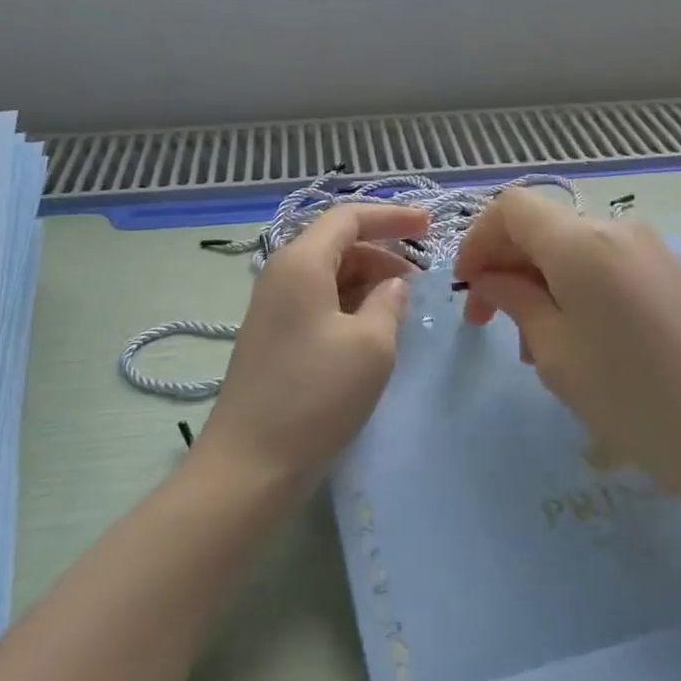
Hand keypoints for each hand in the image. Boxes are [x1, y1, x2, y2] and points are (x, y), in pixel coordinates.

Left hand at [205, 202, 428, 488]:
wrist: (251, 463)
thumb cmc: (316, 395)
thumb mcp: (371, 345)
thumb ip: (389, 303)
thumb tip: (393, 286)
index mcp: (301, 262)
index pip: (349, 217)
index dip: (392, 217)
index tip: (430, 227)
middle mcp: (281, 274)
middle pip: (337, 244)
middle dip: (383, 252)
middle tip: (421, 279)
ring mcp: (273, 307)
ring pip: (328, 274)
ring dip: (368, 281)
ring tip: (402, 306)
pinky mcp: (273, 336)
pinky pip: (318, 302)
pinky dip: (349, 304)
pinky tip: (373, 329)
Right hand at [454, 191, 680, 502]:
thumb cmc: (632, 397)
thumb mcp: (556, 352)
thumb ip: (514, 300)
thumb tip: (490, 276)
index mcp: (582, 241)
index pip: (511, 208)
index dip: (478, 240)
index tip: (468, 289)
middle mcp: (617, 229)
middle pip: (541, 226)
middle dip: (506, 267)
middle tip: (489, 327)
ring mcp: (649, 250)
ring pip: (571, 249)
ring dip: (539, 283)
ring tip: (535, 347)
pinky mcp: (669, 274)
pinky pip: (603, 265)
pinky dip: (573, 289)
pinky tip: (576, 340)